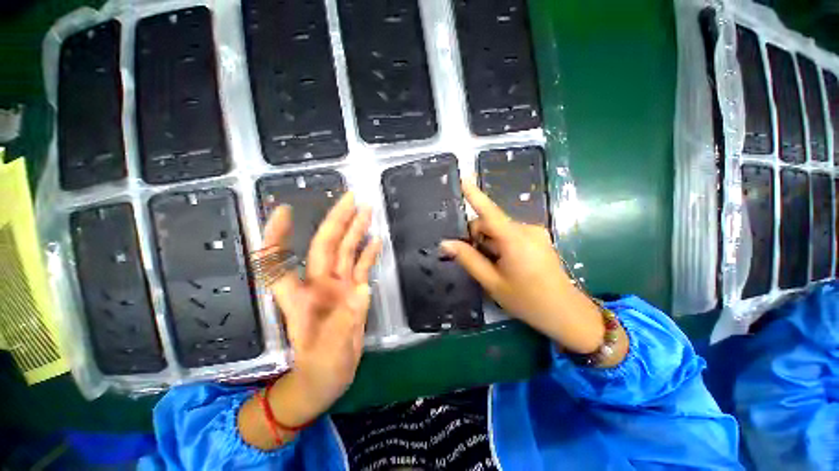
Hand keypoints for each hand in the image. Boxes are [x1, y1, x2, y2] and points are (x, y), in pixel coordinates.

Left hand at [239, 193, 380, 449]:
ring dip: (355, 231)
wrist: (325, 381)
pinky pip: (361, 267)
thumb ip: (343, 324)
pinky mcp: (352, 293)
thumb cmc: (317, 372)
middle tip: (351, 198)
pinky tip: (376, 239)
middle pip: (324, 246)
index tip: (284, 210)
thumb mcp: (327, 355)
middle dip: (336, 220)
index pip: (279, 262)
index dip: (278, 236)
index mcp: (299, 299)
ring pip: (345, 252)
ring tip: (366, 210)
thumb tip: (361, 289)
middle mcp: (317, 286)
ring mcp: (337, 287)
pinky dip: (368, 254)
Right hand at [440, 180, 607, 354]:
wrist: (566, 313)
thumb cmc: (527, 300)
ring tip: (493, 266)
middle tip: (476, 260)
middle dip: (477, 237)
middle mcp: (526, 229)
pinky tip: (504, 263)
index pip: (489, 212)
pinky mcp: (538, 238)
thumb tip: (446, 243)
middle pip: (490, 223)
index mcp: (515, 239)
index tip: (463, 178)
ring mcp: (535, 233)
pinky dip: (500, 244)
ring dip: (489, 243)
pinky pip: (511, 234)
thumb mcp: (492, 282)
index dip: (475, 195)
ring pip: (499, 230)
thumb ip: (469, 259)